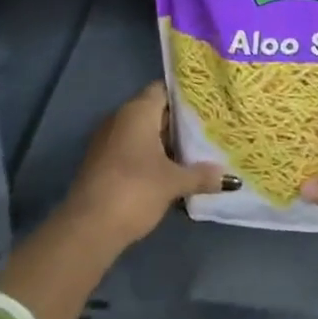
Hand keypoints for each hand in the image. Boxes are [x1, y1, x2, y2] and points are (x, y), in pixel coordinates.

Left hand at [61, 82, 225, 250]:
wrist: (88, 228)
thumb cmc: (135, 190)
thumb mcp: (173, 182)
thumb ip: (201, 175)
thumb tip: (229, 177)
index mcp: (137, 111)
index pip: (164, 90)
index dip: (185, 96)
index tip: (208, 104)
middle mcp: (120, 118)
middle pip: (155, 111)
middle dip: (179, 122)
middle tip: (209, 129)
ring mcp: (108, 141)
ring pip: (144, 133)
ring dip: (165, 143)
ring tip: (196, 151)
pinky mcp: (103, 163)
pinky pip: (133, 150)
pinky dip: (151, 157)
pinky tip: (171, 171)